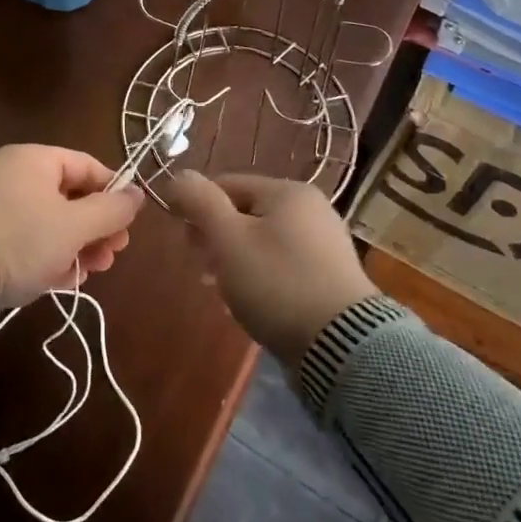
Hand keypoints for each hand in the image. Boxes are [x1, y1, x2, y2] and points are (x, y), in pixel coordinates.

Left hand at [0, 145, 145, 308]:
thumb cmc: (20, 239)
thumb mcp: (73, 226)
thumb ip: (111, 210)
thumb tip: (138, 194)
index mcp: (33, 159)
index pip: (87, 166)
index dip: (114, 193)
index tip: (129, 224)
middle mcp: (12, 174)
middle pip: (69, 196)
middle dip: (96, 228)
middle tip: (112, 255)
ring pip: (49, 221)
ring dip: (76, 245)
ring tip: (90, 272)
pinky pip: (26, 237)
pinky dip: (47, 254)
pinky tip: (63, 279)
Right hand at [166, 172, 374, 365]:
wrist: (342, 346)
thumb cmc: (277, 283)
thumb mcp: (228, 239)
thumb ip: (200, 202)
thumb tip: (178, 175)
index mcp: (287, 191)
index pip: (225, 184)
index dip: (197, 208)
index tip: (186, 243)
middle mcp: (311, 208)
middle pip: (244, 212)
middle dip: (216, 238)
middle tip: (203, 269)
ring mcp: (324, 242)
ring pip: (262, 241)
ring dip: (235, 261)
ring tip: (223, 292)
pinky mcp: (330, 276)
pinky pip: (282, 265)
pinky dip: (261, 277)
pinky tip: (251, 303)